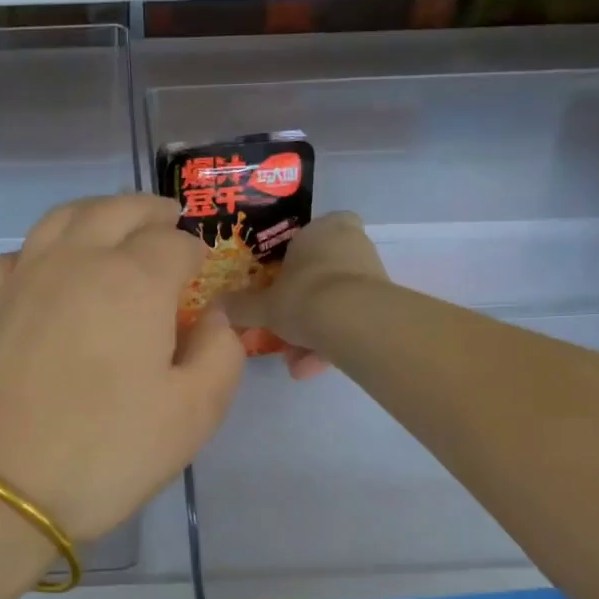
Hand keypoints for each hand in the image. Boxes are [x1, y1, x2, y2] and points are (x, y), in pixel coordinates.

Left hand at [0, 195, 245, 541]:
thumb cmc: (107, 453)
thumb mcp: (194, 414)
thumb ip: (220, 354)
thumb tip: (213, 316)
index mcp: (134, 280)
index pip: (174, 242)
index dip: (196, 253)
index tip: (203, 274)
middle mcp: (76, 261)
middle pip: (116, 210)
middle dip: (149, 212)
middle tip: (166, 223)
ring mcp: (22, 279)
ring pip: (62, 219)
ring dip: (96, 214)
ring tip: (112, 229)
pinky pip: (17, 255)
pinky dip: (42, 250)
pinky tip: (49, 273)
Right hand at [224, 212, 387, 379]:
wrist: (353, 322)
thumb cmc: (303, 297)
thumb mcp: (262, 306)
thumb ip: (240, 307)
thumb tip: (215, 306)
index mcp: (321, 229)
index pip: (308, 234)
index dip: (293, 260)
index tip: (279, 284)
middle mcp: (350, 243)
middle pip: (319, 275)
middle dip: (300, 308)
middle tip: (281, 332)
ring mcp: (370, 274)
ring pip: (334, 303)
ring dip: (313, 334)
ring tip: (295, 364)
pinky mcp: (383, 304)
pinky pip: (349, 321)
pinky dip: (330, 343)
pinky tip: (310, 370)